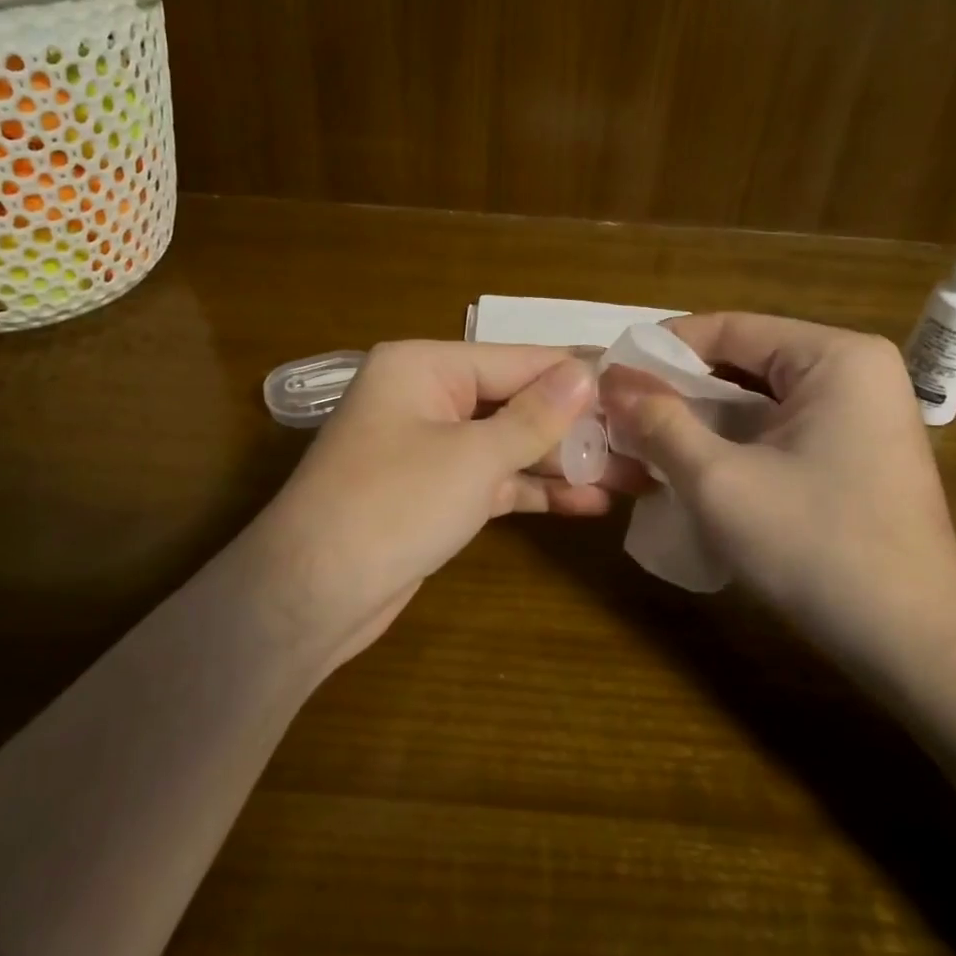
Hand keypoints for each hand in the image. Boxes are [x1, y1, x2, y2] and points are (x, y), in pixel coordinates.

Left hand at [232, 341, 617, 670]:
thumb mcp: (472, 457)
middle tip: (645, 441)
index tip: (638, 386)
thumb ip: (534, 417)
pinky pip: (493, 481)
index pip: (517, 360)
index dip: (578, 376)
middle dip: (576, 426)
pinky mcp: (434, 495)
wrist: (311, 595)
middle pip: (515, 402)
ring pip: (508, 445)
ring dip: (563, 462)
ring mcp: (429, 449)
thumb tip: (586, 372)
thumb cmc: (393, 505)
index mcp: (424, 367)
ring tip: (633, 475)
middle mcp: (425, 398)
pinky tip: (588, 503)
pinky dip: (534, 490)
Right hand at [599, 313, 955, 677]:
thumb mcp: (719, 481)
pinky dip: (733, 443)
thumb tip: (612, 382)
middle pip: (744, 362)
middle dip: (679, 390)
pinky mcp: (856, 454)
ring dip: (701, 420)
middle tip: (619, 415)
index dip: (661, 351)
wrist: (912, 643)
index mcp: (835, 357)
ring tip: (645, 442)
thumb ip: (659, 423)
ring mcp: (861, 415)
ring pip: (758, 400)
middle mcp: (855, 372)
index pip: (728, 328)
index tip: (609, 378)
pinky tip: (693, 469)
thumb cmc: (815, 547)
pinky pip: (778, 430)